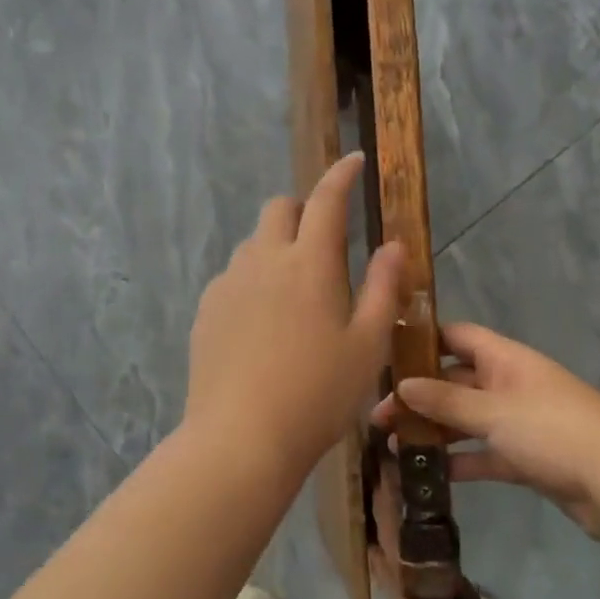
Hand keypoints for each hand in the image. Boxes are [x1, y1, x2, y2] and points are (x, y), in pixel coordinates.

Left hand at [185, 153, 403, 480]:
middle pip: (278, 209)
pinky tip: (263, 323)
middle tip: (325, 244)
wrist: (241, 438)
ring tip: (295, 293)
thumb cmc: (317, 394)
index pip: (326, 200)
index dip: (341, 175)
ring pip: (253, 244)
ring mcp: (228, 284)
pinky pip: (233, 277)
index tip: (353, 160)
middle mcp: (263, 260)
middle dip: (303, 210)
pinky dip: (254, 280)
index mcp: (309, 263)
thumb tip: (393, 245)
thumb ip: (383, 288)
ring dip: (277, 247)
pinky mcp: (206, 311)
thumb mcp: (368, 345)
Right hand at [371, 322, 599, 540]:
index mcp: (507, 360)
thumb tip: (402, 384)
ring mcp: (519, 422)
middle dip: (420, 395)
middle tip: (380, 414)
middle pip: (456, 381)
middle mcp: (510, 384)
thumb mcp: (493, 412)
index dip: (425, 340)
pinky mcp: (526, 457)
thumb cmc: (552, 432)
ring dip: (434, 430)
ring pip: (467, 420)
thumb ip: (446, 400)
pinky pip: (484, 452)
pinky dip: (459, 461)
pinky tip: (428, 473)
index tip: (387, 353)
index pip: (459, 336)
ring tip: (392, 445)